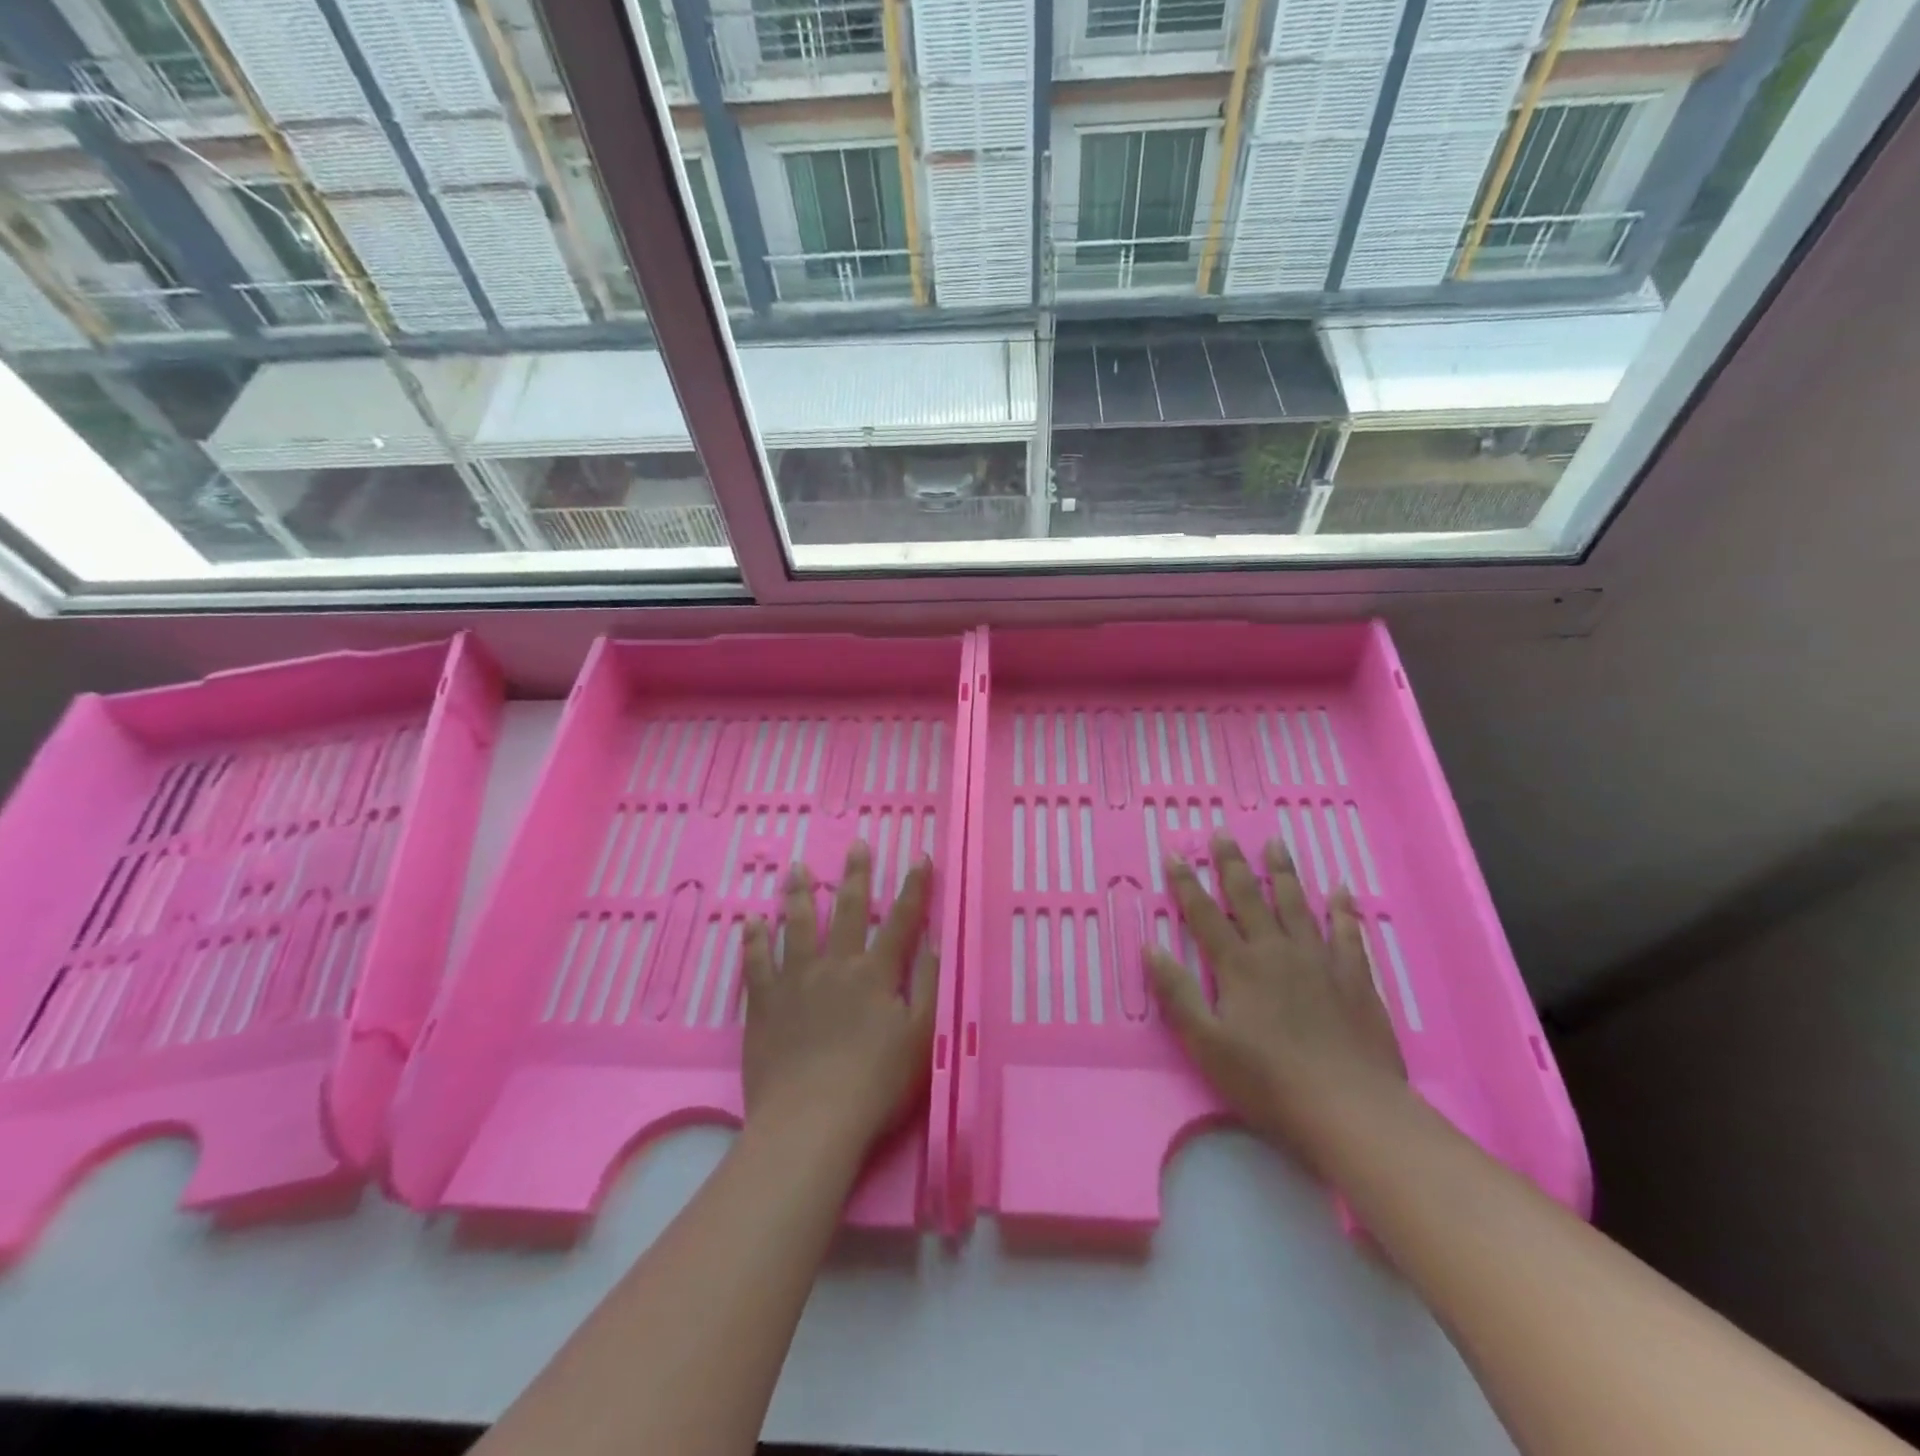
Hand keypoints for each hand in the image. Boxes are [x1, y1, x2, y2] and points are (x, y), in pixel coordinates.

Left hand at [742, 843, 937, 1155]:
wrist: (811, 1122)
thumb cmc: (876, 1085)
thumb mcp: (921, 1037)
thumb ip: (930, 986)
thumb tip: (935, 941)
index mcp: (876, 974)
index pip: (901, 920)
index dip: (914, 888)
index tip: (920, 857)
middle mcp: (836, 966)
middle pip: (849, 910)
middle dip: (856, 875)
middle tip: (855, 844)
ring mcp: (796, 981)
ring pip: (799, 926)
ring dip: (800, 894)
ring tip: (797, 868)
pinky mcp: (765, 1004)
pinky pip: (757, 962)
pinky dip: (754, 940)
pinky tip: (751, 920)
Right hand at [1147, 834, 1404, 1172]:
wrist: (1349, 1107)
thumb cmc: (1268, 1080)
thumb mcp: (1207, 1043)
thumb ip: (1178, 993)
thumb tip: (1151, 948)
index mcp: (1238, 966)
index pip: (1205, 915)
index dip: (1186, 884)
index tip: (1174, 855)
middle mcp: (1276, 951)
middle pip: (1249, 898)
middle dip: (1232, 865)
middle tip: (1223, 834)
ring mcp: (1319, 960)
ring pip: (1296, 904)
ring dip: (1282, 873)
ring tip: (1274, 844)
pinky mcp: (1354, 977)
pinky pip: (1347, 932)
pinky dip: (1342, 908)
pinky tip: (1340, 888)